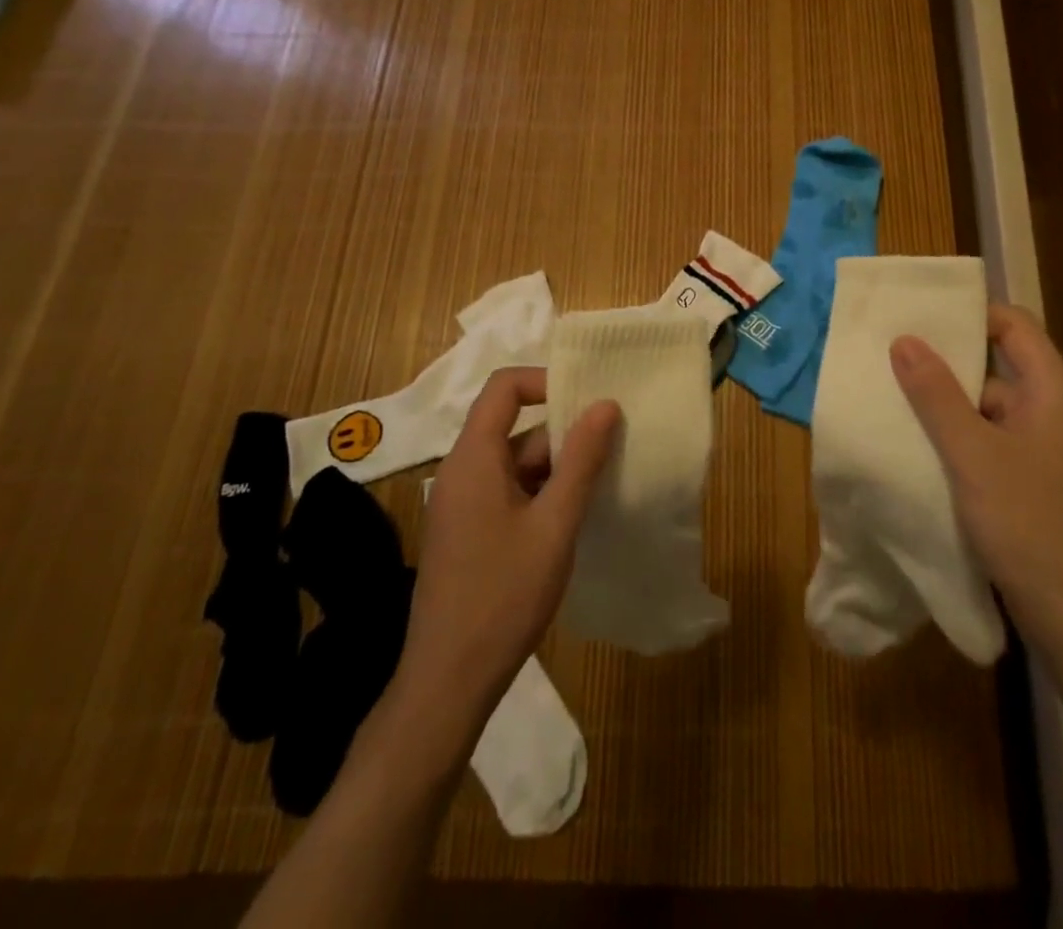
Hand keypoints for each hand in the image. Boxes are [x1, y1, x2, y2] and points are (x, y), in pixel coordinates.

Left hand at [393, 367, 618, 740]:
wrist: (448, 681)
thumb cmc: (503, 596)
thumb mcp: (554, 525)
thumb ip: (582, 461)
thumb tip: (606, 404)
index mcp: (473, 458)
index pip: (504, 388)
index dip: (545, 381)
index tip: (589, 399)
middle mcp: (462, 470)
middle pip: (515, 428)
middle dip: (564, 434)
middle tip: (613, 448)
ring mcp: (462, 503)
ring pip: (515, 463)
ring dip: (557, 468)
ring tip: (603, 484)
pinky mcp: (467, 530)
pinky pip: (508, 491)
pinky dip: (541, 493)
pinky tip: (572, 518)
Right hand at [890, 305, 1062, 650]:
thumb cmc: (1029, 525)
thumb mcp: (973, 455)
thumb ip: (936, 395)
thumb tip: (904, 339)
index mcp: (1056, 394)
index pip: (1015, 327)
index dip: (971, 314)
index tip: (921, 316)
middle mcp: (1058, 413)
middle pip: (1001, 366)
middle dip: (948, 362)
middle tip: (894, 356)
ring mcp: (1050, 451)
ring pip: (993, 408)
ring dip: (949, 405)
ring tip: (895, 398)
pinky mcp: (1038, 482)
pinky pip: (994, 441)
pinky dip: (960, 438)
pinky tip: (921, 446)